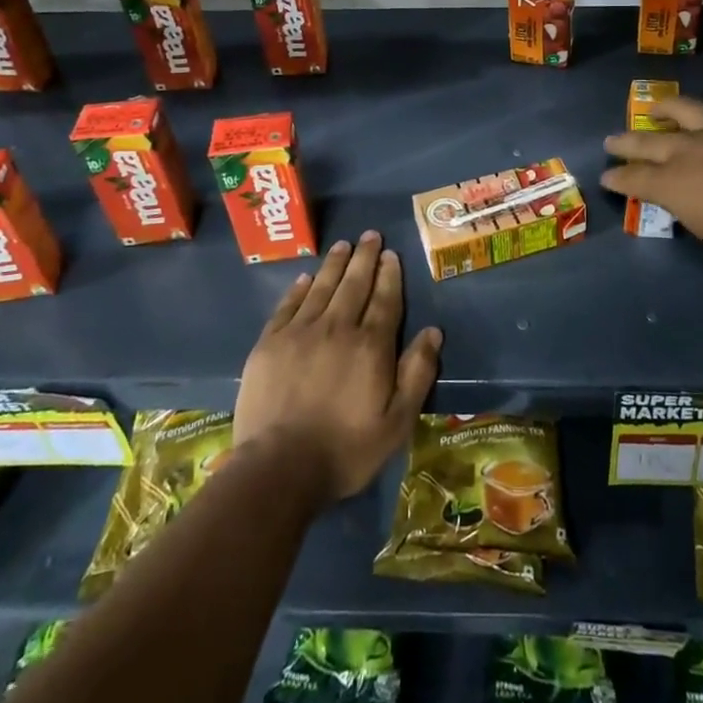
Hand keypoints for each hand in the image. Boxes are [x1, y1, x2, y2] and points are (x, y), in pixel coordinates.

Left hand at [234, 232, 442, 504]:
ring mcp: (300, 333)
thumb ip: (417, 373)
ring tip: (343, 245)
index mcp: (371, 346)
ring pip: (321, 287)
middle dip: (364, 258)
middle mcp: (337, 328)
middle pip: (354, 284)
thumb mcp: (397, 422)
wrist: (279, 467)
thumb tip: (433, 332)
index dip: (390, 275)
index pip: (385, 300)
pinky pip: (288, 306)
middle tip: (370, 235)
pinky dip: (299, 288)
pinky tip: (306, 277)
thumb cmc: (346, 449)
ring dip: (334, 264)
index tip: (391, 254)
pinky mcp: (269, 344)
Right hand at [601, 92, 702, 273]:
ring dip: (666, 108)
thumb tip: (682, 197)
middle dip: (625, 142)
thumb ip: (689, 209)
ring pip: (686, 108)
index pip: (634, 178)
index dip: (618, 178)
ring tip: (658, 108)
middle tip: (612, 141)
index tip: (607, 176)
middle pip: (648, 141)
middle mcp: (691, 148)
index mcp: (675, 183)